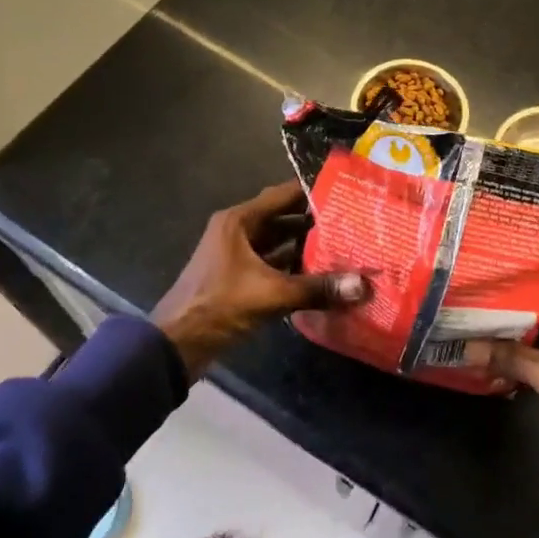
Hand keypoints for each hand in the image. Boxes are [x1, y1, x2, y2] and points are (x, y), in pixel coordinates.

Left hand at [151, 182, 369, 380]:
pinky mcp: (239, 279)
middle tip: (352, 222)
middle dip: (315, 221)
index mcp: (239, 220)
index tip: (345, 191)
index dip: (313, 191)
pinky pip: (273, 265)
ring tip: (344, 247)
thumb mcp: (270, 294)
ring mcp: (237, 256)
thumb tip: (363, 285)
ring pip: (279, 244)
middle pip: (283, 219)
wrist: (175, 346)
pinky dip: (294, 269)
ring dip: (306, 247)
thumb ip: (317, 288)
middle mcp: (238, 231)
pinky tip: (322, 276)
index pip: (283, 195)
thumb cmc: (219, 305)